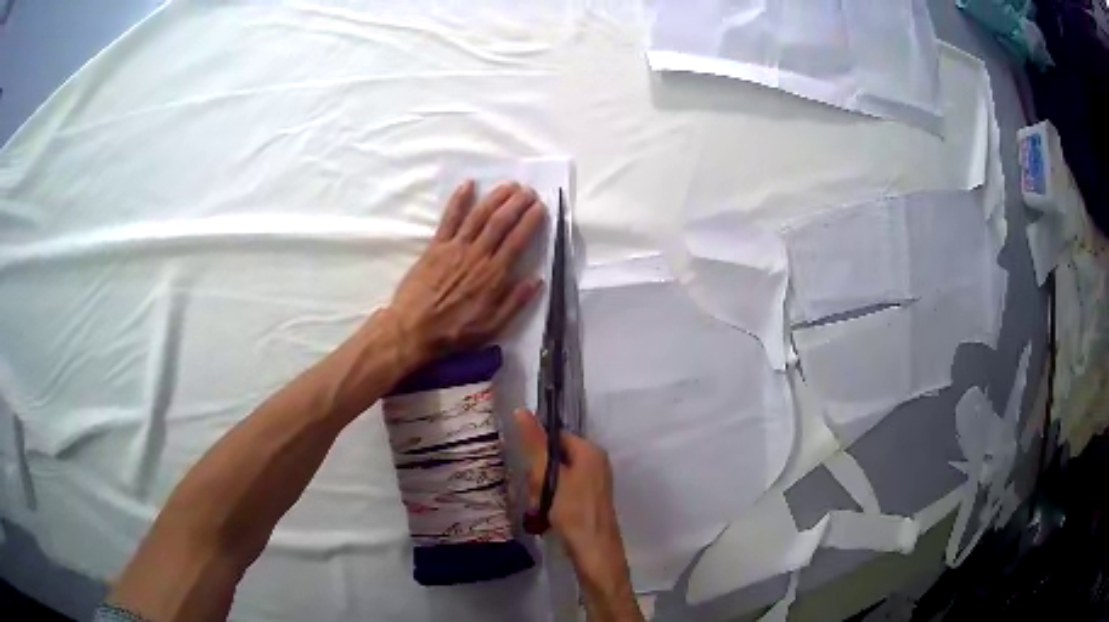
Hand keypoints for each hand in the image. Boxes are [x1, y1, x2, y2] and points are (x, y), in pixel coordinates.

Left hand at [386, 181, 545, 365]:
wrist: (413, 329)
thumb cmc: (454, 332)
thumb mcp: (492, 326)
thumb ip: (515, 302)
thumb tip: (537, 280)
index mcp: (494, 275)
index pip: (518, 240)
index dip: (531, 221)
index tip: (541, 207)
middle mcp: (477, 255)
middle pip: (501, 222)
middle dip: (517, 203)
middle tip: (529, 191)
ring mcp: (455, 248)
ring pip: (479, 215)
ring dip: (496, 197)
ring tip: (510, 185)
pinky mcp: (435, 246)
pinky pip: (449, 218)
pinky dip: (459, 200)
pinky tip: (468, 184)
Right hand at [513, 409, 632, 592]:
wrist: (594, 551)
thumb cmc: (573, 511)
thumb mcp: (549, 477)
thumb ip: (535, 445)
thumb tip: (522, 410)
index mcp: (590, 451)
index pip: (556, 436)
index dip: (538, 450)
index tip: (529, 469)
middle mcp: (595, 462)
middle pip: (555, 458)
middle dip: (539, 477)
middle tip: (535, 495)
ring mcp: (594, 483)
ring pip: (557, 478)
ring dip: (542, 492)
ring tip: (539, 509)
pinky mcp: (589, 500)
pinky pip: (564, 492)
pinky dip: (552, 502)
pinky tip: (546, 517)